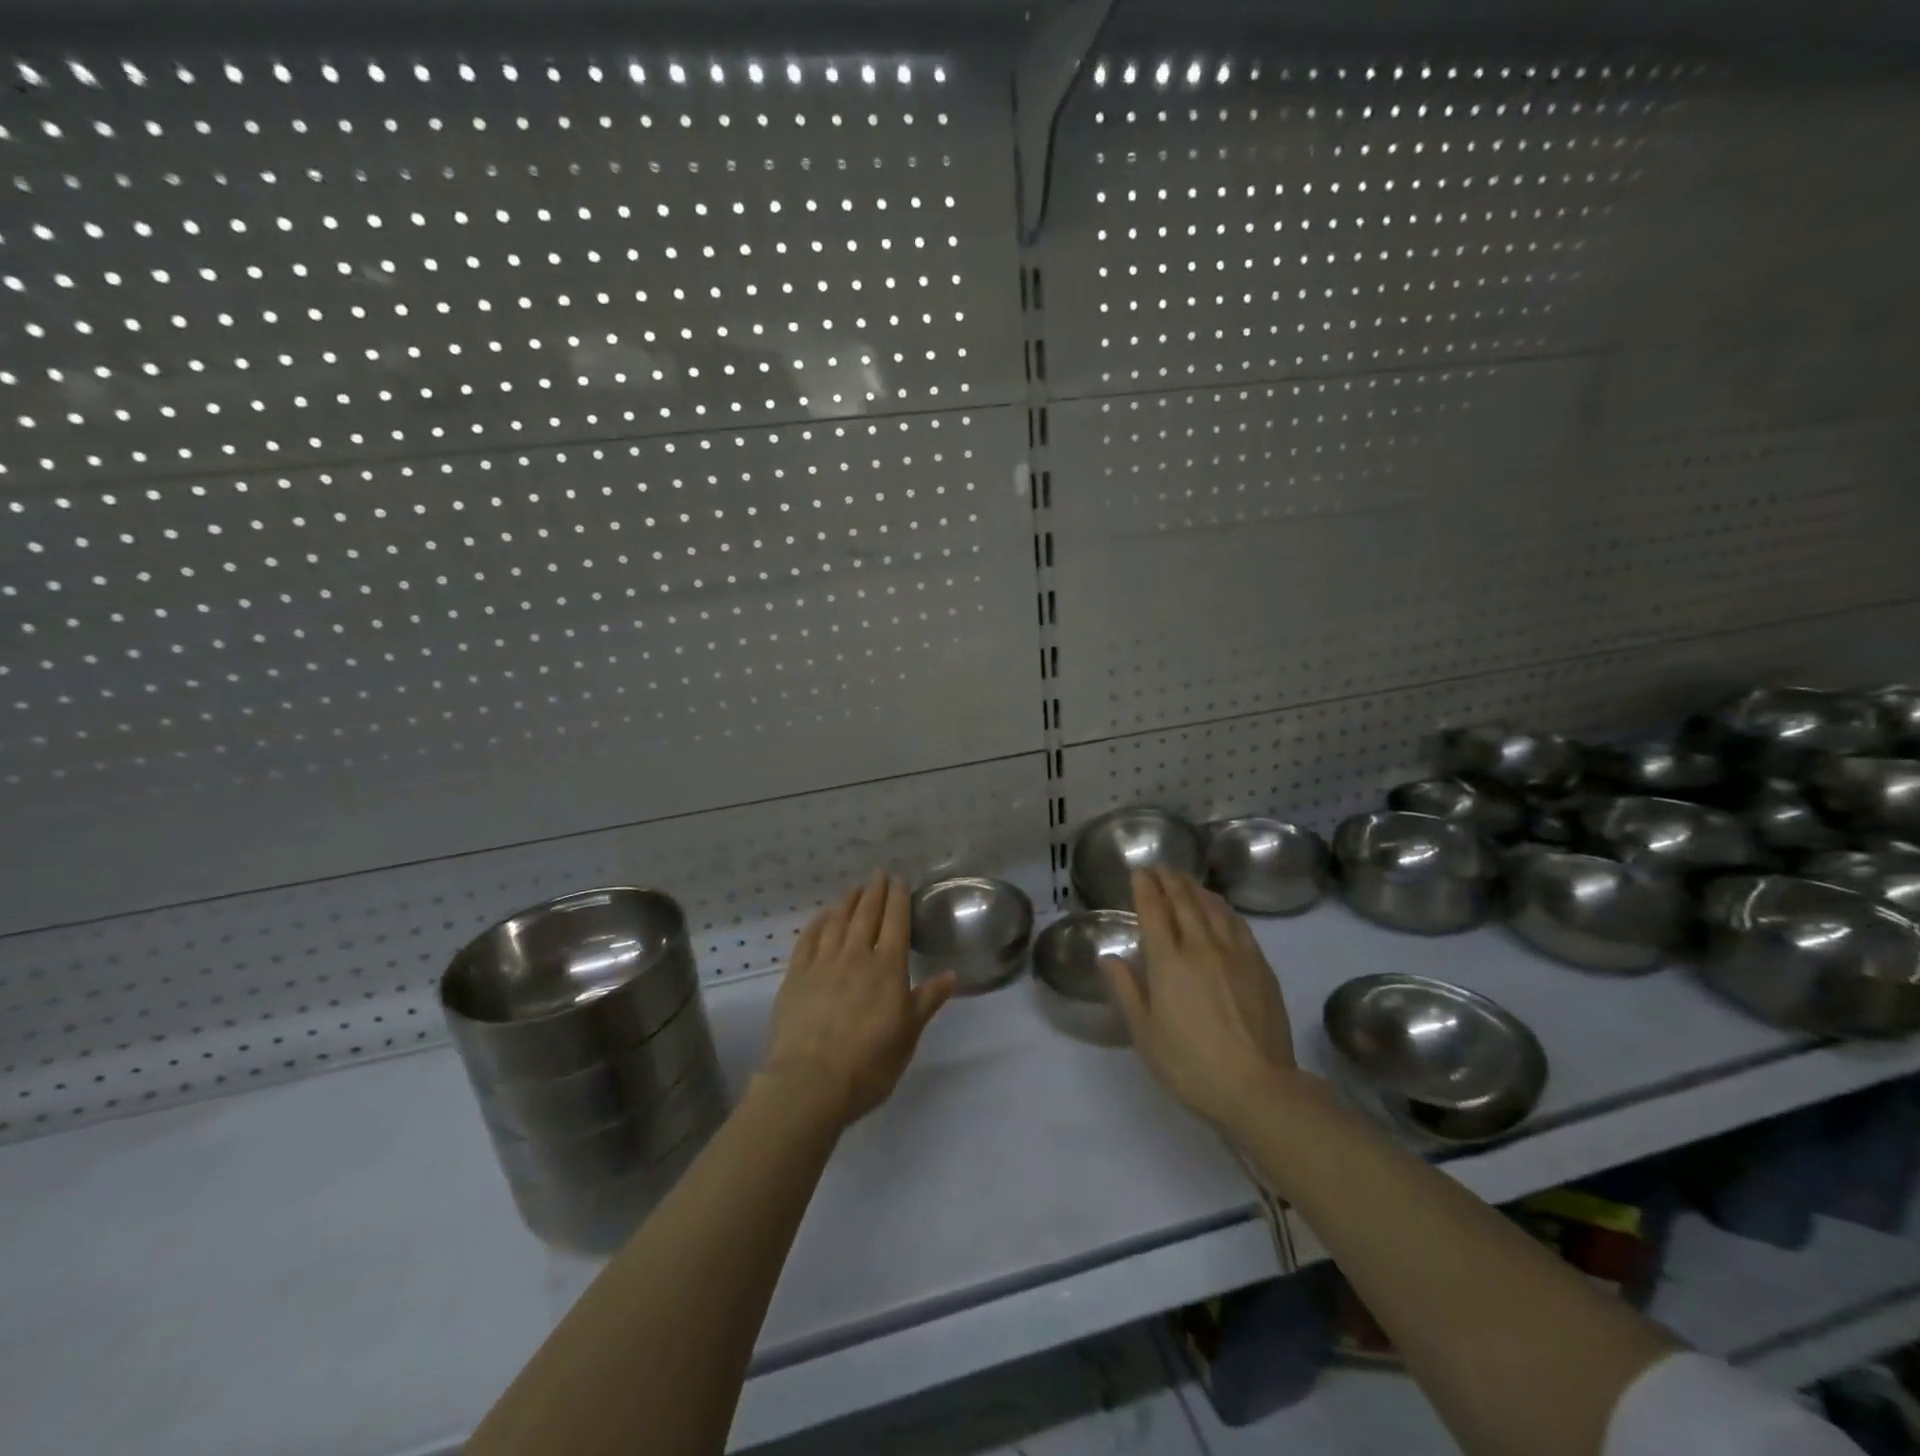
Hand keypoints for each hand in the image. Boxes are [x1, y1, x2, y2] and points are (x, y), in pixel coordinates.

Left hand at [761, 872, 956, 1129]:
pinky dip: (819, 922)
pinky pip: (809, 939)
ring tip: (855, 889)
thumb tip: (951, 975)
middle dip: (875, 892)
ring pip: (838, 921)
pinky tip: (824, 916)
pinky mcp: (796, 975)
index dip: (898, 899)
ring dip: (848, 902)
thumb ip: (927, 1000)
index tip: (899, 880)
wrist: (811, 1081)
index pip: (896, 922)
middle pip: (867, 914)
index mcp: (888, 968)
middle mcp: (856, 955)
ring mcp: (823, 963)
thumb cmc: (869, 1063)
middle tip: (878, 874)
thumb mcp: (908, 1035)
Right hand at [1100, 867, 1298, 1130]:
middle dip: (1170, 880)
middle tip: (1160, 867)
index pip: (1154, 912)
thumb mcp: (1145, 1034)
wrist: (1258, 1087)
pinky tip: (1220, 908)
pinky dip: (1223, 908)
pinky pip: (1238, 924)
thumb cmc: (1191, 1065)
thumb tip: (1109, 958)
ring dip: (1196, 889)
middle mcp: (1201, 947)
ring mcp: (1235, 954)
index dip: (1145, 888)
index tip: (1140, 872)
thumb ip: (1126, 990)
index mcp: (1168, 963)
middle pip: (1184, 902)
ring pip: (1213, 908)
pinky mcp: (1260, 965)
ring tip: (1186, 880)